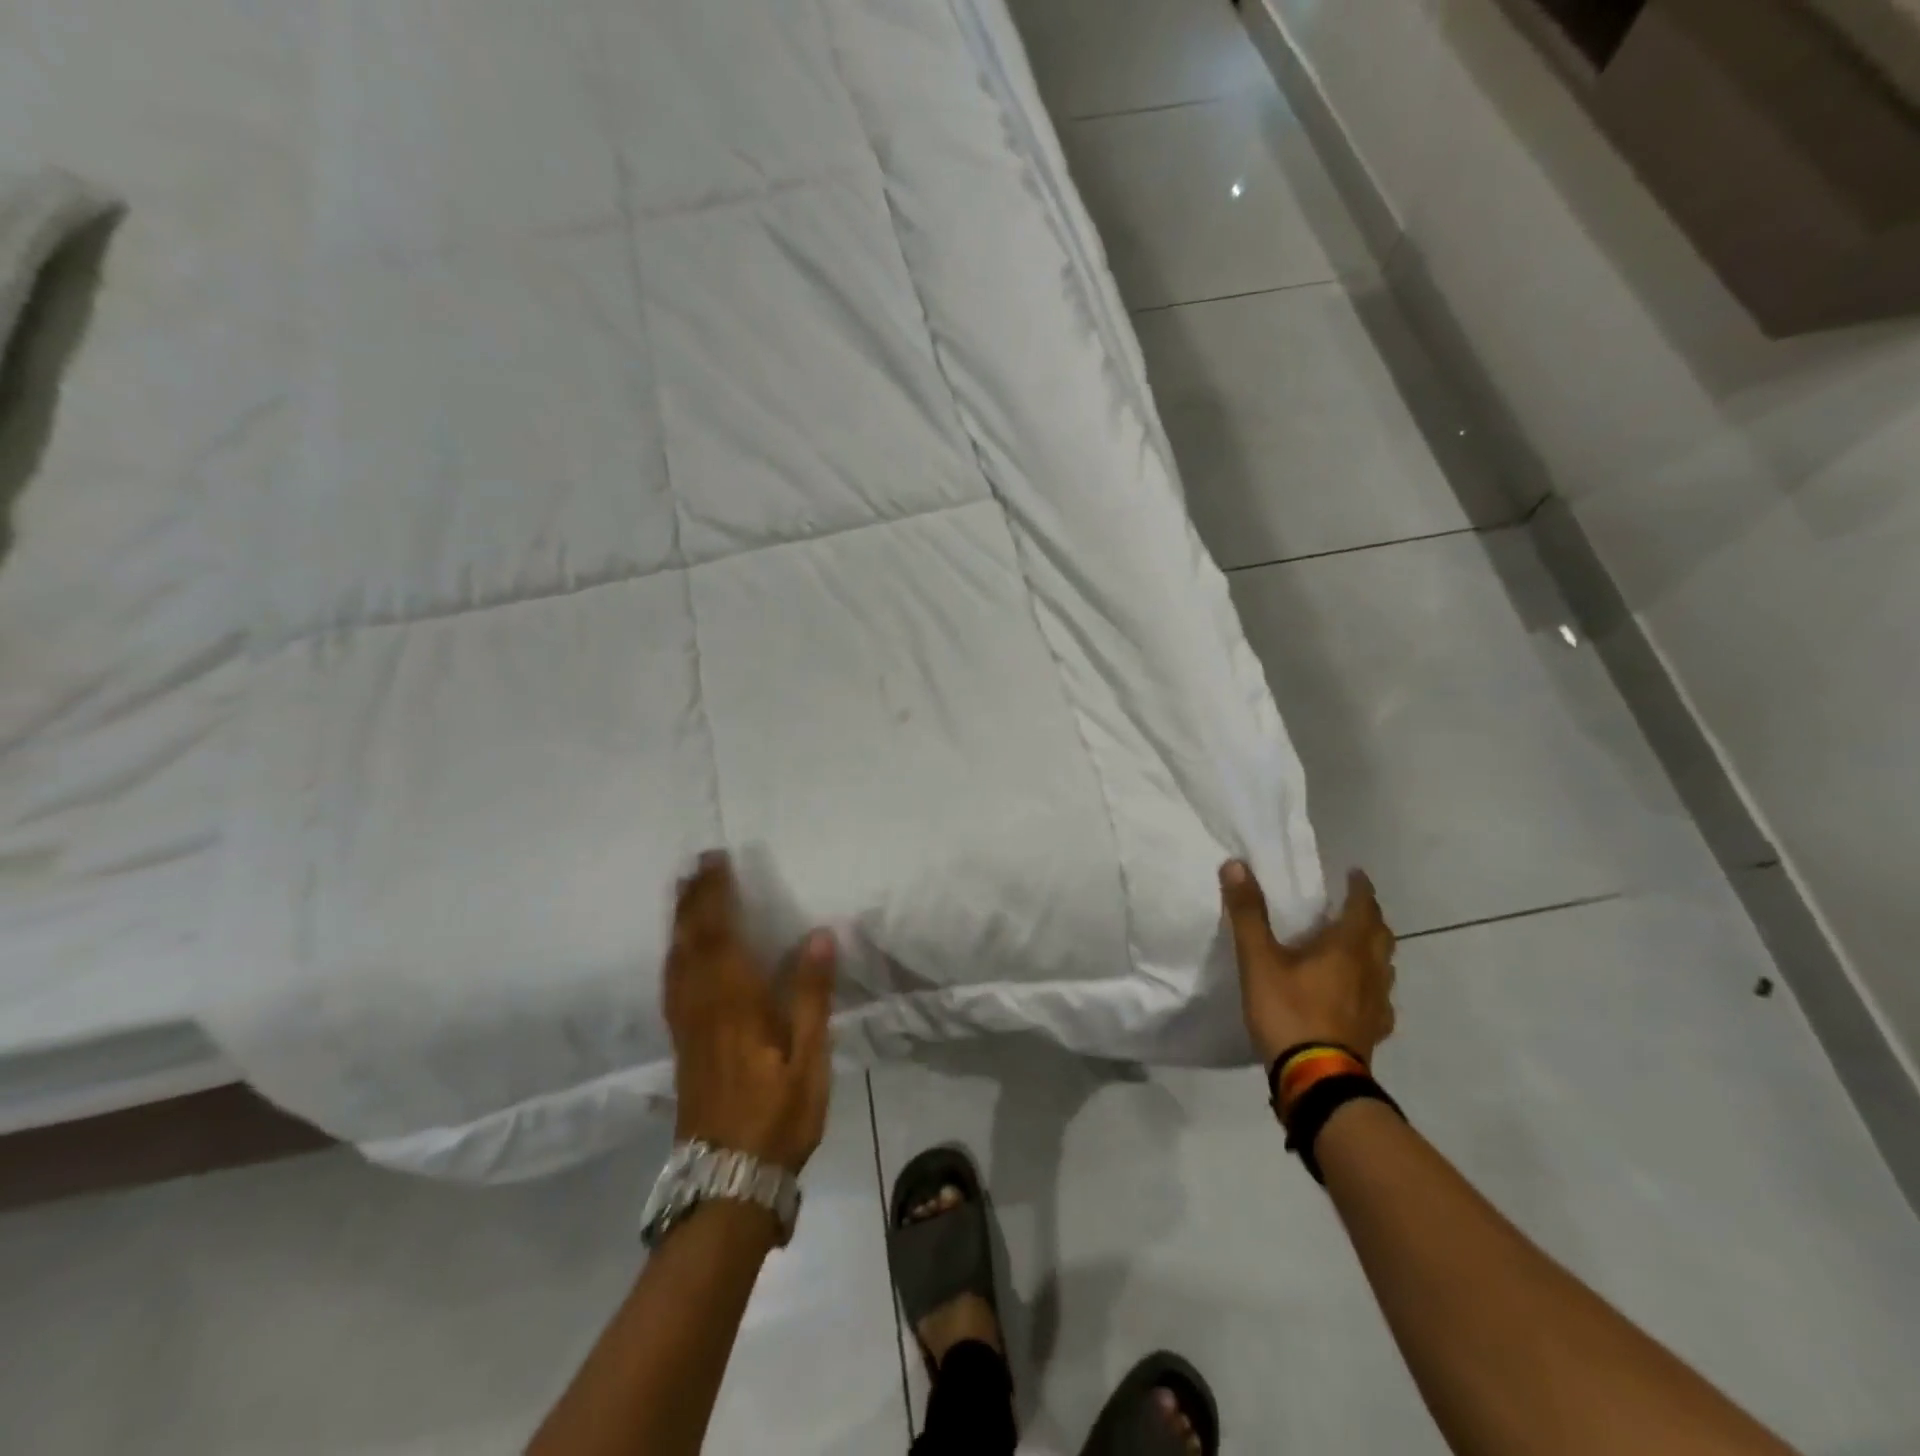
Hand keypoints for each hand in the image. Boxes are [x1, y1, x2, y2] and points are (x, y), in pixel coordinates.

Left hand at [664, 853, 838, 1173]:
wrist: (726, 1180)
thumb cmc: (777, 1117)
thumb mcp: (809, 1059)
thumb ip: (812, 995)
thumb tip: (819, 934)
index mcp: (735, 1004)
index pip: (720, 935)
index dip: (716, 895)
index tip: (718, 861)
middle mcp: (703, 1007)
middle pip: (691, 941)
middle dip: (693, 899)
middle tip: (696, 864)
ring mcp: (687, 1027)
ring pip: (676, 961)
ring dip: (678, 921)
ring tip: (682, 892)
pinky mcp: (681, 1045)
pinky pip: (671, 985)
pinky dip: (672, 955)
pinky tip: (676, 952)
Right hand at [1220, 860, 1396, 1065]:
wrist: (1317, 1081)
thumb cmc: (1289, 1012)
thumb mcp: (1259, 960)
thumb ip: (1248, 913)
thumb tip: (1237, 865)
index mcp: (1347, 948)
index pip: (1363, 907)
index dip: (1359, 888)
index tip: (1354, 873)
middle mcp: (1370, 970)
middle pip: (1381, 935)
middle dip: (1369, 916)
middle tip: (1351, 907)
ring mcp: (1376, 1004)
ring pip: (1384, 967)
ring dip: (1372, 950)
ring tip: (1352, 946)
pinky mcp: (1373, 1031)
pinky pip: (1379, 999)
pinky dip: (1370, 986)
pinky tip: (1355, 995)